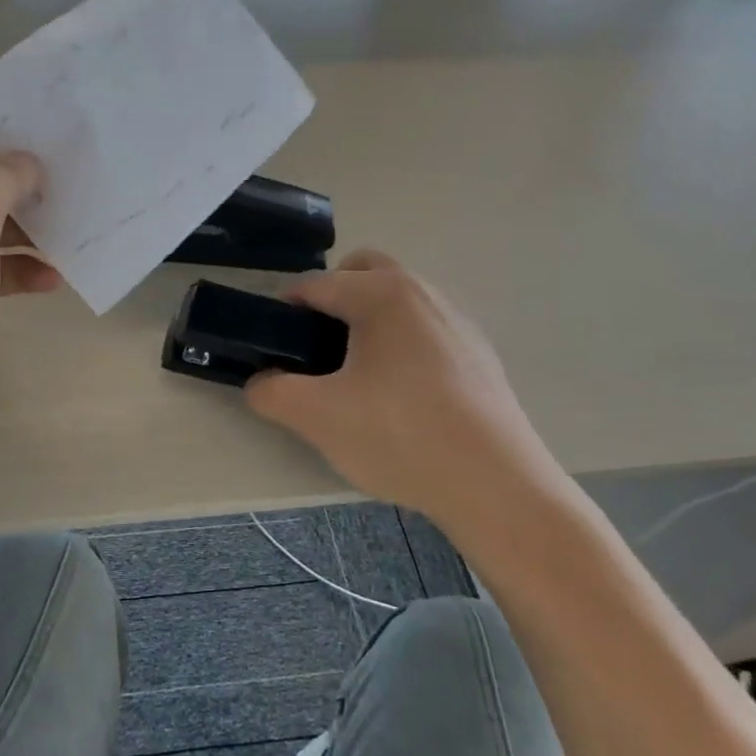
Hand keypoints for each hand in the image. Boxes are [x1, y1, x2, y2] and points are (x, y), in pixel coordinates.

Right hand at [245, 249, 564, 534]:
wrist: (495, 484)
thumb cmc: (400, 437)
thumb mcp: (317, 417)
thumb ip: (271, 393)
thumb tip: (259, 383)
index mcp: (382, 294)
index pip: (316, 285)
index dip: (283, 311)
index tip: (271, 345)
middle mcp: (423, 292)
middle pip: (363, 270)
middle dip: (331, 296)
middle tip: (314, 347)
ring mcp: (457, 320)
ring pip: (398, 297)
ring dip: (367, 316)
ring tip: (354, 372)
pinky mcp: (478, 352)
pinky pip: (424, 326)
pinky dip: (401, 340)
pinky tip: (399, 393)